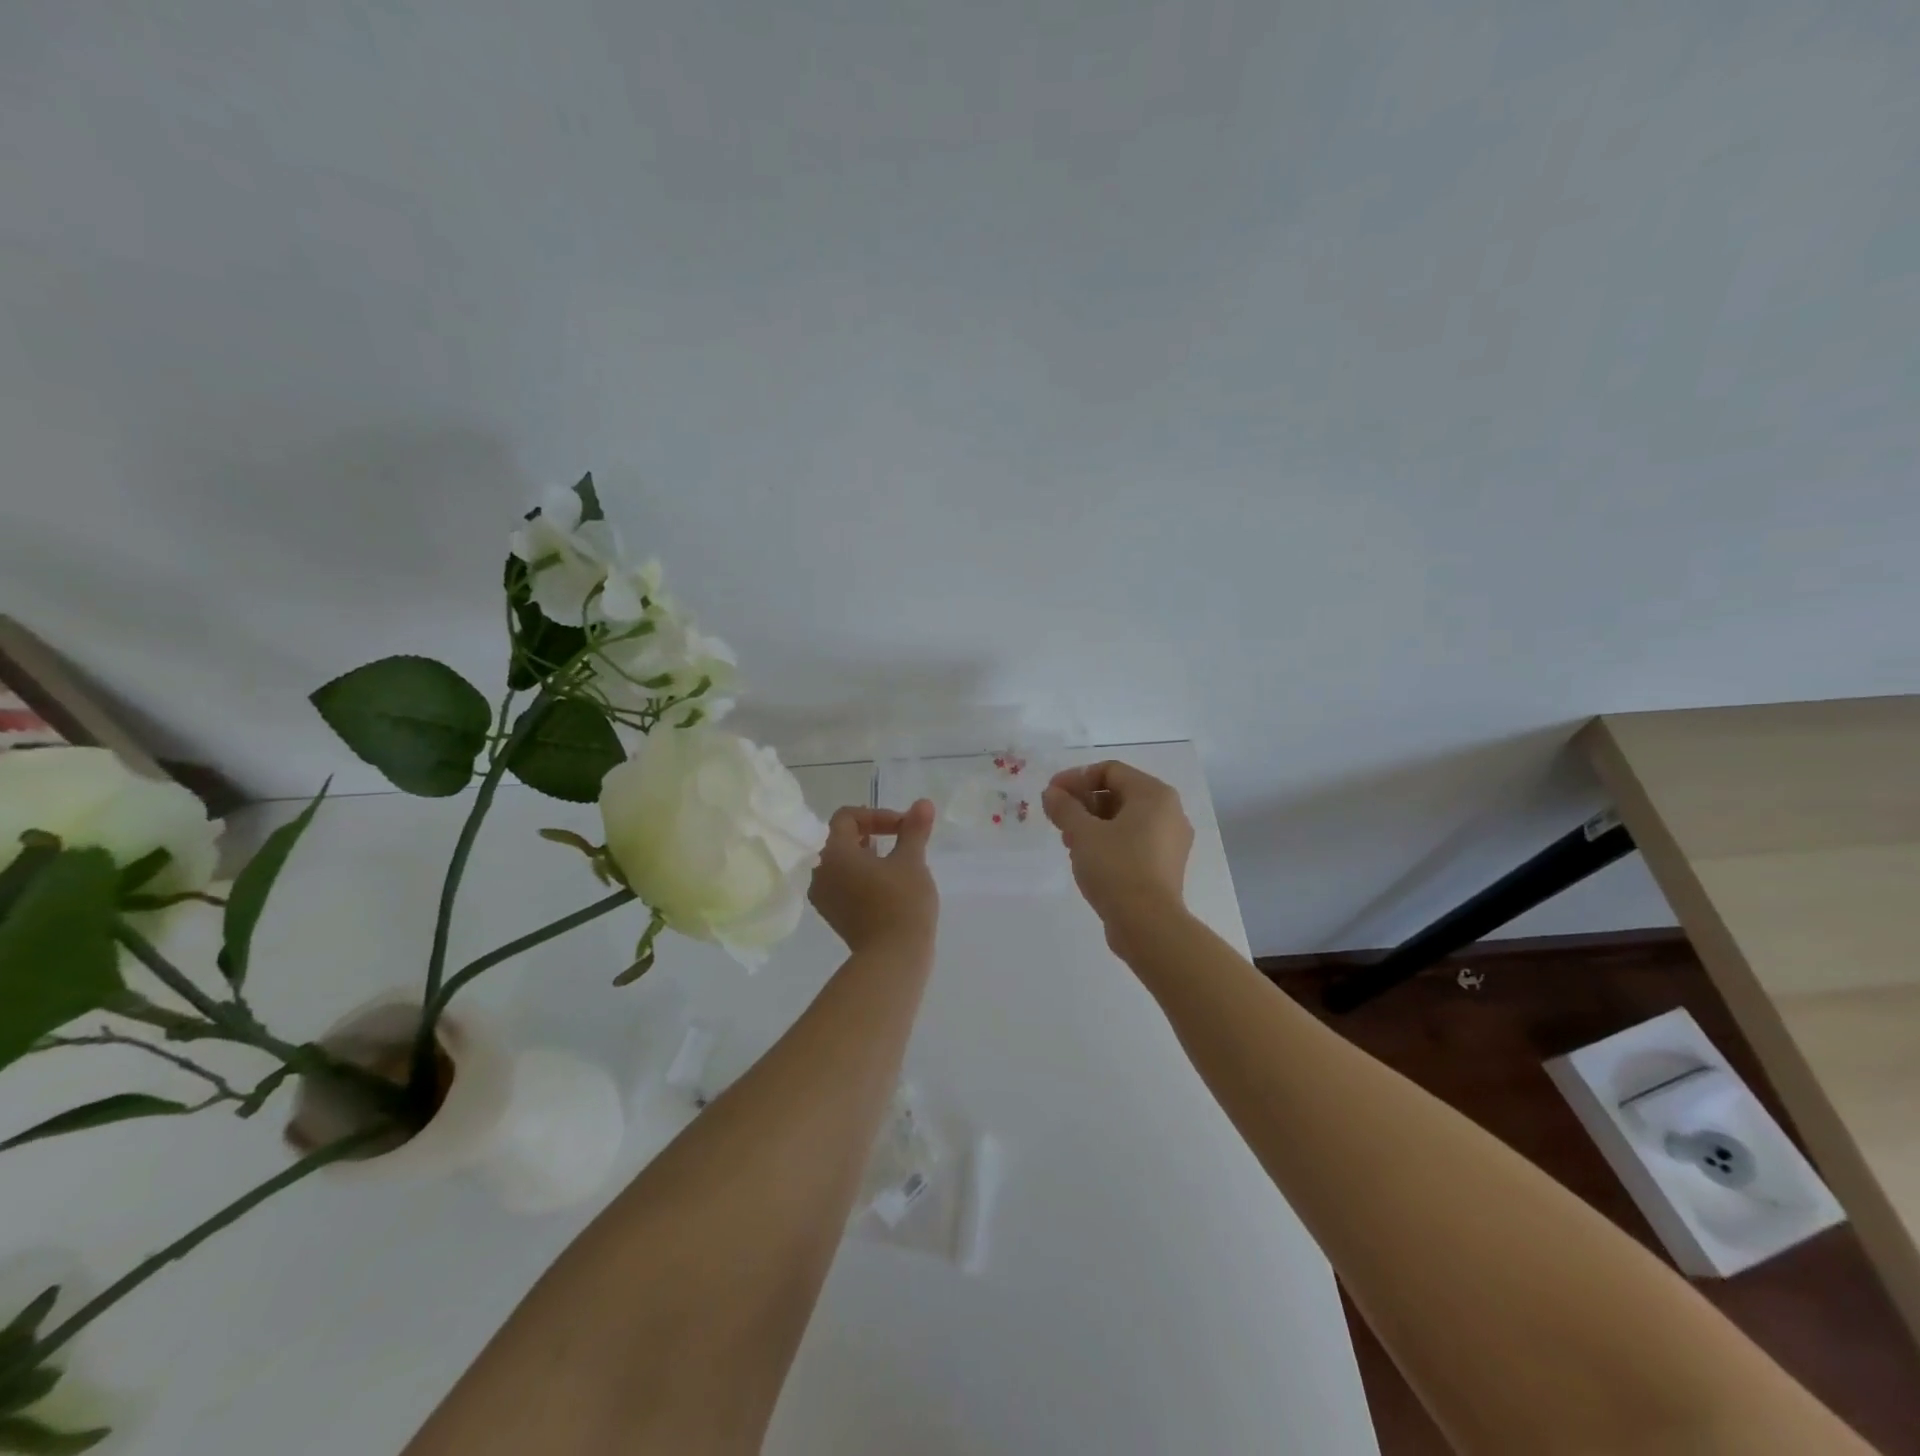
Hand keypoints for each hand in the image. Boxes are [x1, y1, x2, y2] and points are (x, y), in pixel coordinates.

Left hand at [809, 801, 939, 954]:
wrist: (893, 958)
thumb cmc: (901, 902)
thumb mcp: (912, 860)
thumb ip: (914, 829)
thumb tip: (923, 803)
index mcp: (833, 853)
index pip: (847, 817)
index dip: (877, 815)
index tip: (903, 827)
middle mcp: (820, 872)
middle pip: (840, 838)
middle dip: (872, 833)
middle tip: (901, 840)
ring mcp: (824, 897)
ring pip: (842, 862)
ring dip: (867, 855)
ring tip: (896, 862)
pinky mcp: (833, 915)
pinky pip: (843, 883)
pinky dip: (861, 876)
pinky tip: (887, 885)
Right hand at [1042, 762, 1193, 951]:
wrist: (1148, 925)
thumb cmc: (1116, 868)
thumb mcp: (1082, 833)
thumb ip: (1064, 807)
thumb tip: (1052, 793)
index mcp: (1154, 794)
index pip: (1110, 770)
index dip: (1076, 778)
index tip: (1051, 795)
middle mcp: (1169, 812)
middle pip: (1119, 793)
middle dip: (1084, 802)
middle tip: (1058, 819)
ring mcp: (1171, 841)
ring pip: (1125, 819)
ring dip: (1093, 823)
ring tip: (1069, 842)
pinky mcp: (1166, 866)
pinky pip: (1134, 841)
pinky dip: (1109, 842)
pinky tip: (1087, 859)